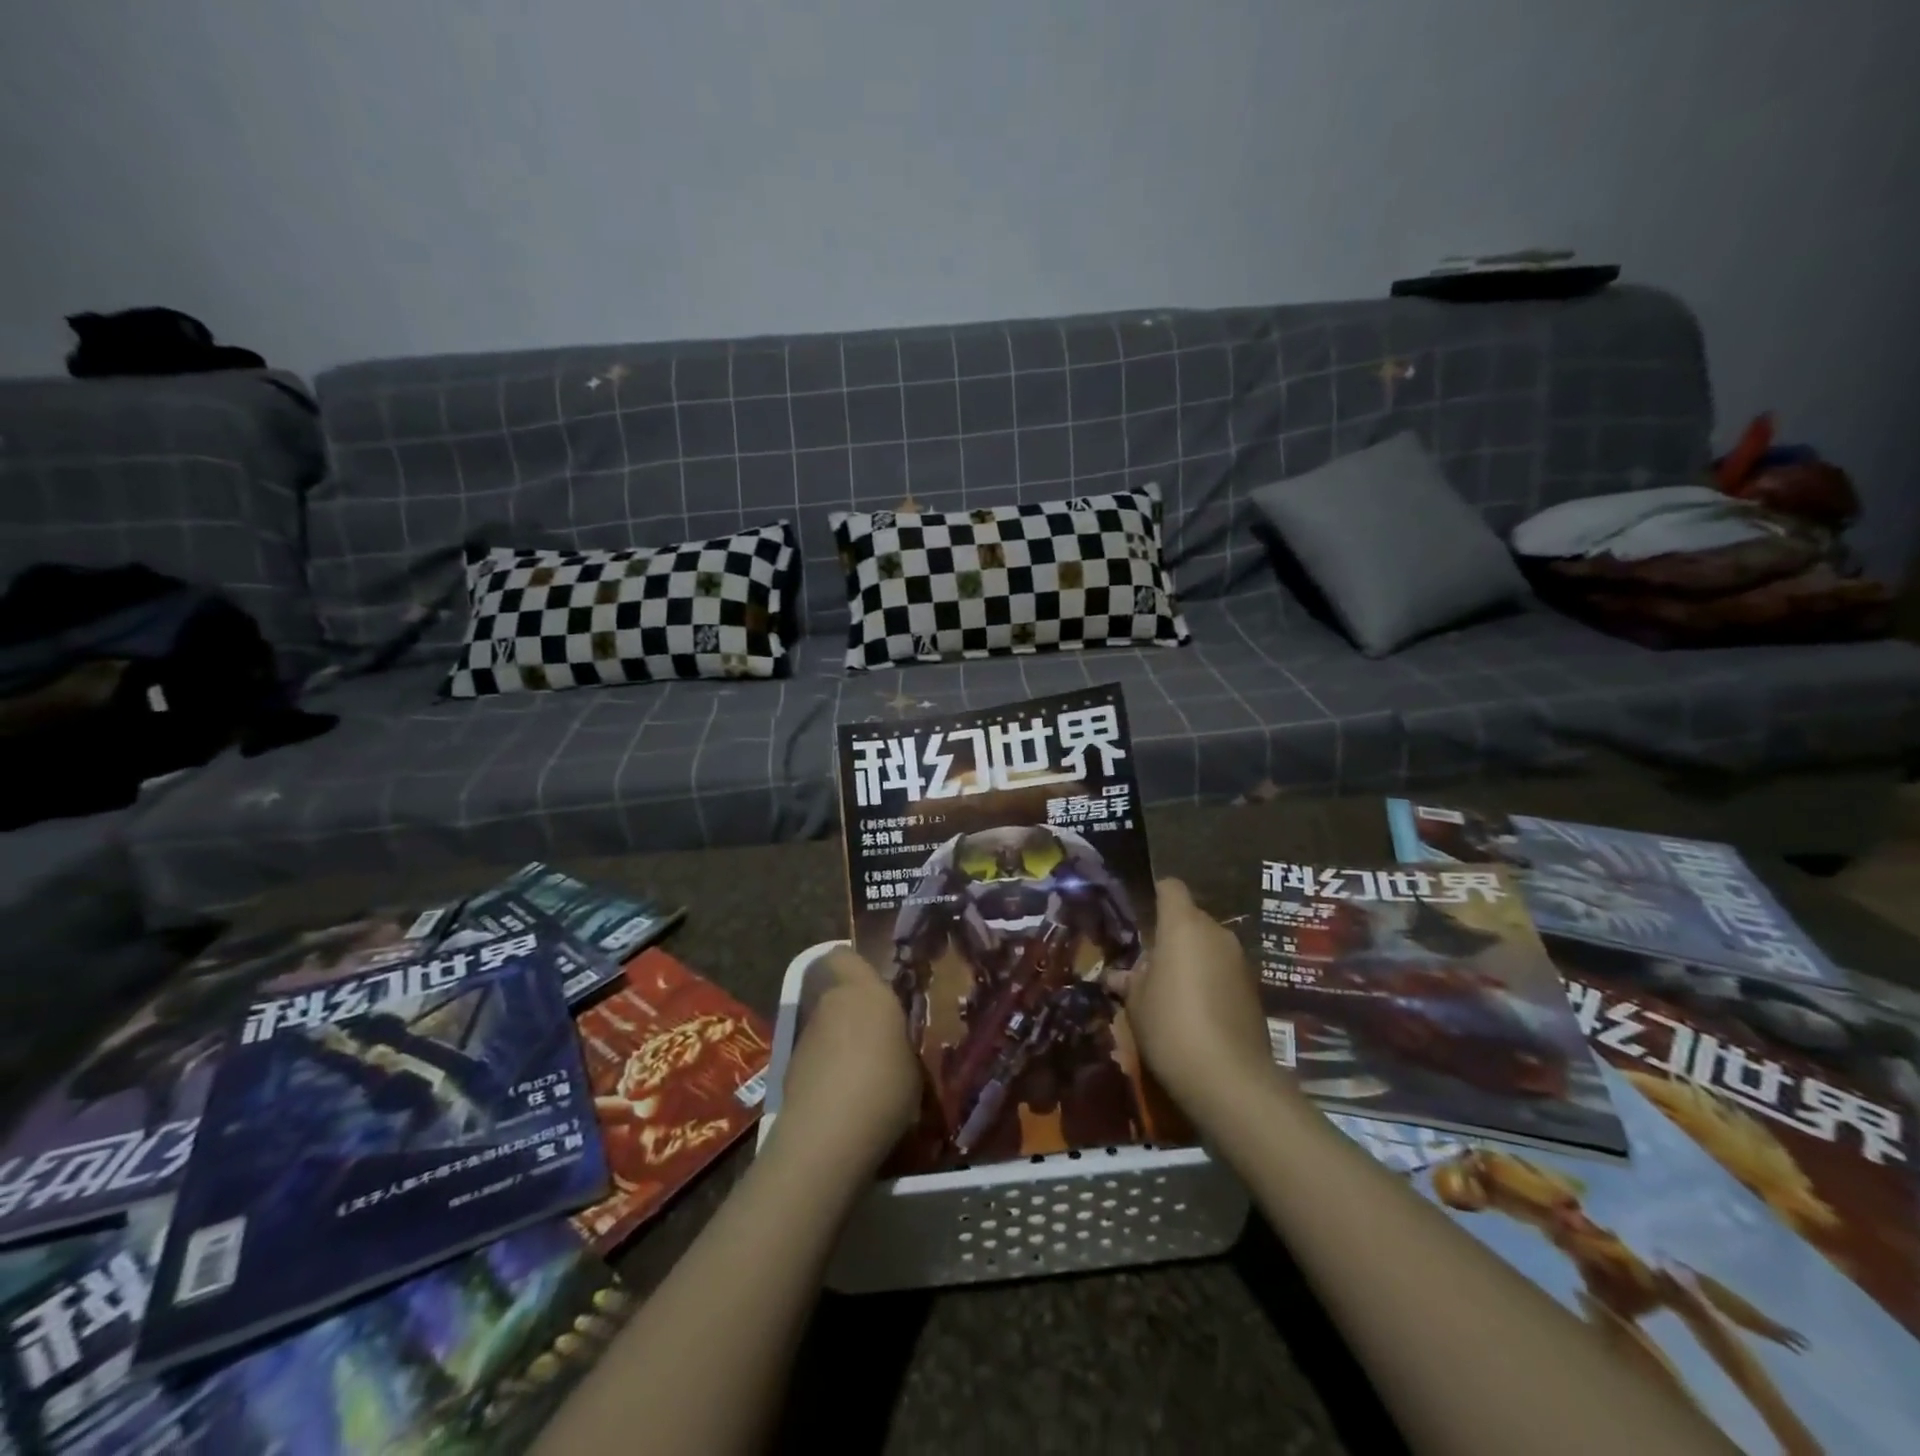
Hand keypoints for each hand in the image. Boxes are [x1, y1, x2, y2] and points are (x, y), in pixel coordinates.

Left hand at [773, 948, 922, 1174]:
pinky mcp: (790, 1070)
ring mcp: (805, 1037)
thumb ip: (901, 1042)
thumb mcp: (913, 1063)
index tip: (878, 986)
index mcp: (864, 991)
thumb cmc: (884, 1087)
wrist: (826, 1136)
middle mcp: (829, 1004)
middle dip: (854, 1010)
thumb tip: (897, 1044)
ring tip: (867, 1074)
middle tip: (881, 1036)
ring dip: (840, 1042)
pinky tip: (847, 1098)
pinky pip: (816, 1058)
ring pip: (825, 1027)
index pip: (844, 955)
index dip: (856, 967)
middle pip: (836, 994)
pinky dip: (828, 1070)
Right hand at [1119, 880, 1278, 1123]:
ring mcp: (1239, 960)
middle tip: (1149, 966)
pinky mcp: (1254, 988)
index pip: (1170, 888)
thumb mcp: (1136, 1002)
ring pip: (1209, 946)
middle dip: (1171, 936)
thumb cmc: (1170, 1025)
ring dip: (1192, 960)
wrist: (1230, 1079)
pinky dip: (1210, 981)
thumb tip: (1118, 976)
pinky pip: (1223, 971)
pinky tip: (1196, 1012)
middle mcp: (1216, 933)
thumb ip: (1129, 980)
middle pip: (1190, 919)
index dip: (1156, 895)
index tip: (1141, 916)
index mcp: (1183, 925)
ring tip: (1170, 992)